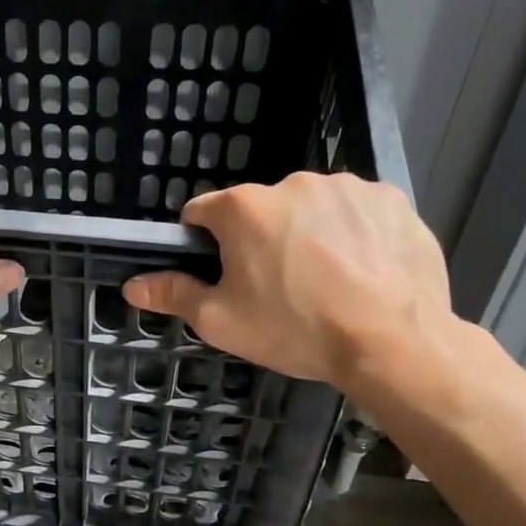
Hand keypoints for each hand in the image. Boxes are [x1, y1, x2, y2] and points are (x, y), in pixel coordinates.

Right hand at [122, 172, 453, 397]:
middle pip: (258, 210)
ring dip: (306, 234)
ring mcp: (347, 186)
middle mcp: (292, 183)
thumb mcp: (221, 321)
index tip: (221, 275)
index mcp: (244, 209)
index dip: (202, 244)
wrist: (393, 342)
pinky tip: (361, 271)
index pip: (202, 212)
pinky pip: (355, 212)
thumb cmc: (295, 329)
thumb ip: (173, 295)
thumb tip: (132, 286)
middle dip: (259, 240)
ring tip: (325, 282)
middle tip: (276, 289)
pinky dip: (351, 234)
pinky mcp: (391, 199)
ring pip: (308, 209)